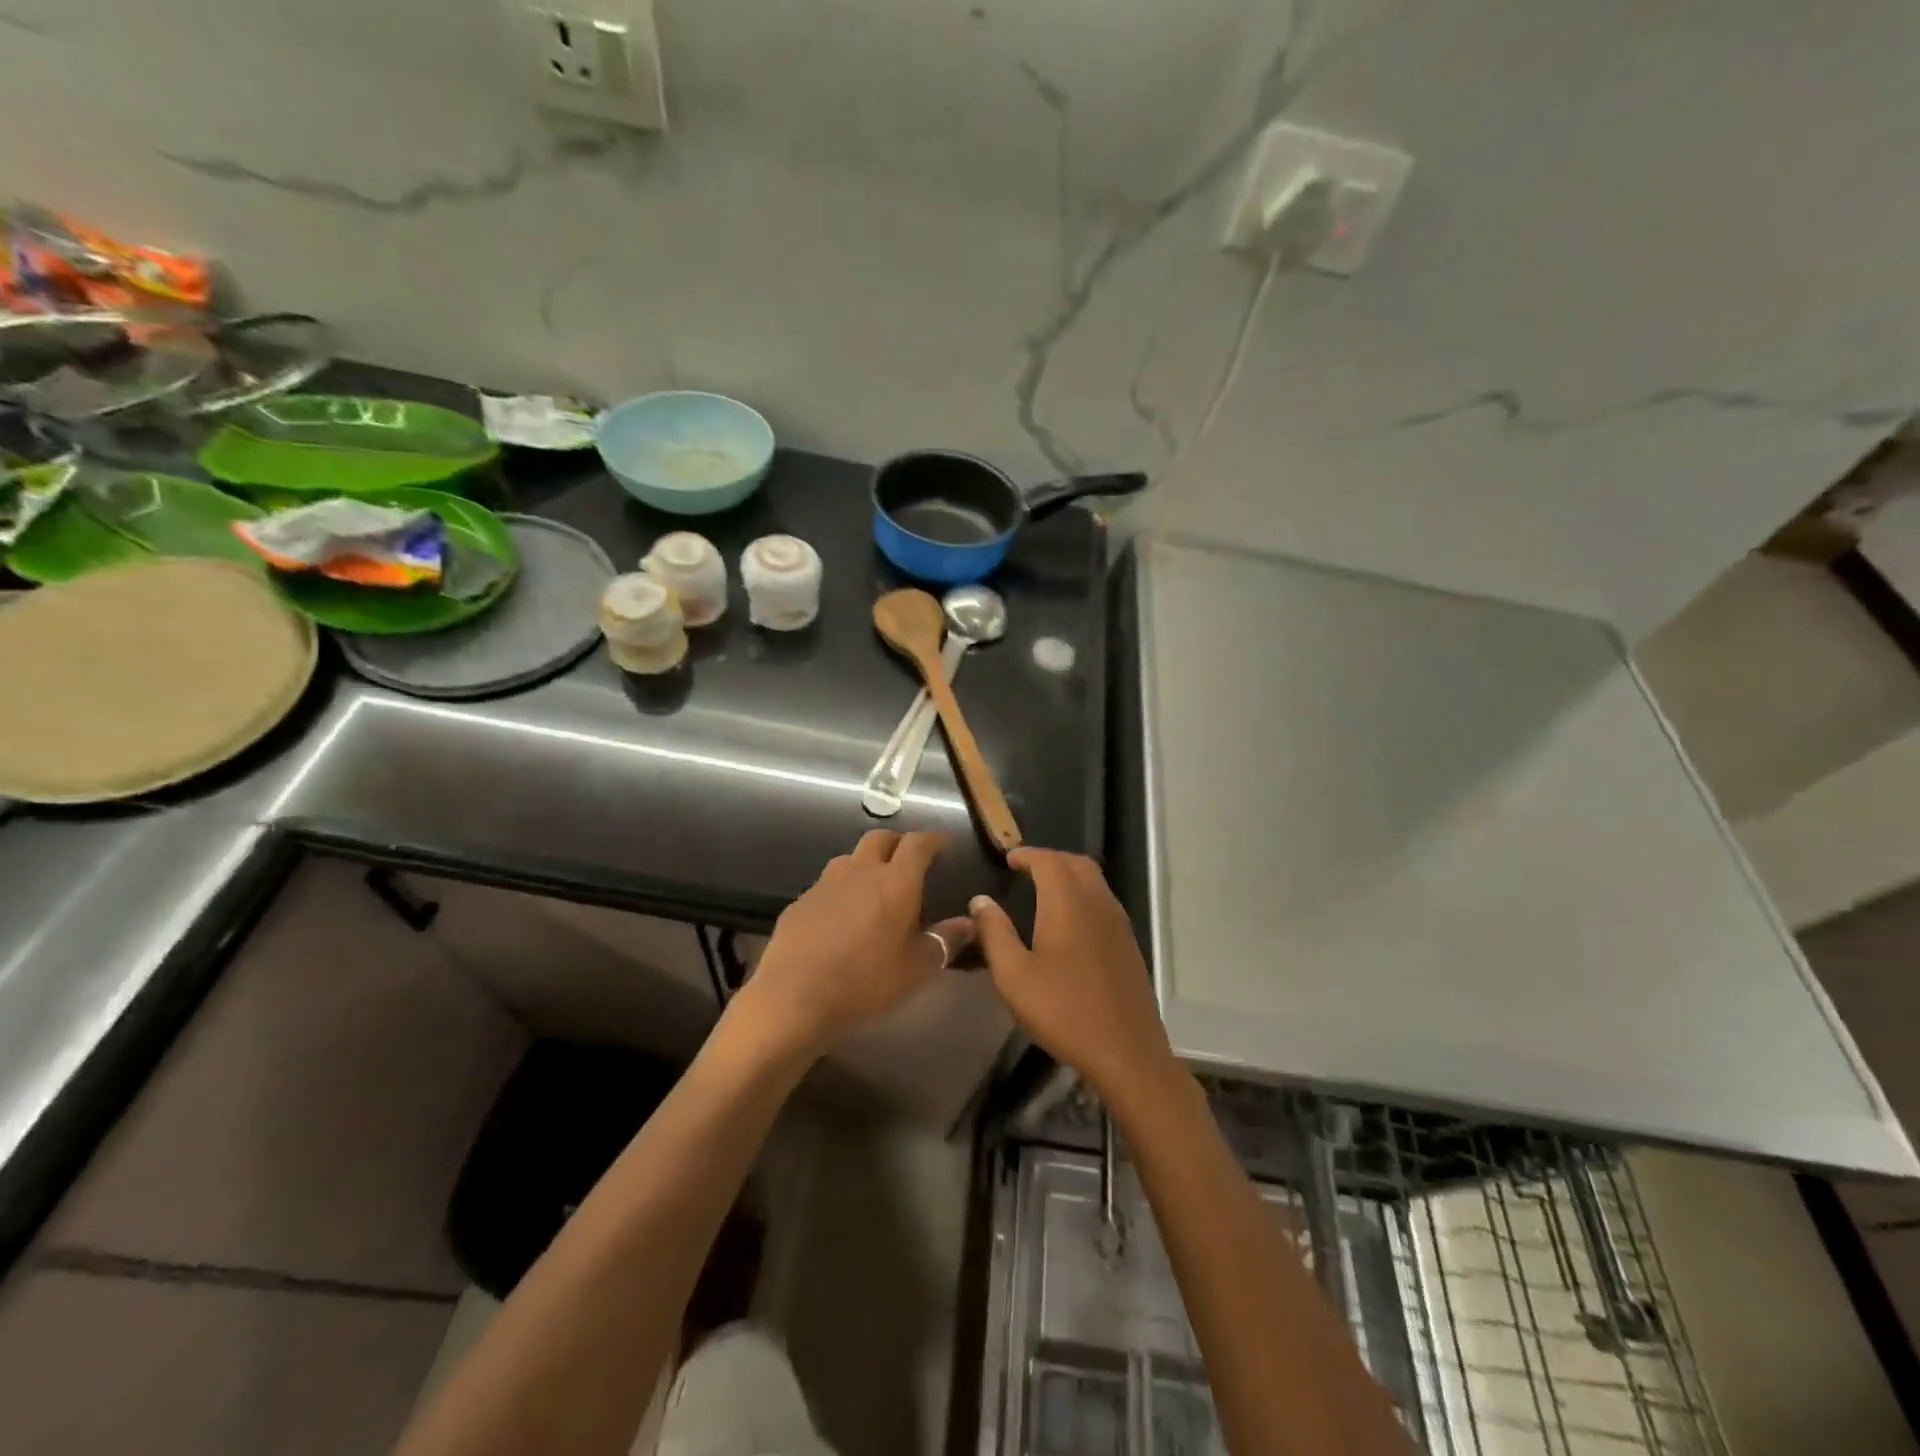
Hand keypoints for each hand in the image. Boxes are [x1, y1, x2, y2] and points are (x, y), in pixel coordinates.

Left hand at [739, 830, 973, 1056]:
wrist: (795, 996)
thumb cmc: (866, 980)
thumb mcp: (917, 968)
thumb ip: (945, 941)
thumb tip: (969, 923)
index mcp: (896, 881)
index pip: (917, 844)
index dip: (932, 839)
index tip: (942, 844)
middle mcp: (860, 871)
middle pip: (880, 838)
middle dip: (897, 843)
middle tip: (907, 860)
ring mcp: (825, 883)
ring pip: (849, 859)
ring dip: (865, 864)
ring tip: (873, 887)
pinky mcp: (800, 901)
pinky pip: (826, 885)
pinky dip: (840, 891)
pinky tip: (840, 917)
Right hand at [969, 849, 1175, 1099]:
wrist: (1125, 1051)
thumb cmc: (1063, 1010)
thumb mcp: (1014, 975)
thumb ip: (994, 932)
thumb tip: (980, 900)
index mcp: (1067, 903)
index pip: (1049, 861)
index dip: (1028, 854)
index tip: (1008, 859)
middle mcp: (1097, 903)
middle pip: (1077, 864)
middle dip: (1050, 859)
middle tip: (1025, 869)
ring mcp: (1118, 923)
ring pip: (1095, 881)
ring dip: (1069, 875)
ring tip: (1044, 890)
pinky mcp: (1128, 944)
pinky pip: (1104, 902)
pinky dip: (1083, 895)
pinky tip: (1069, 921)